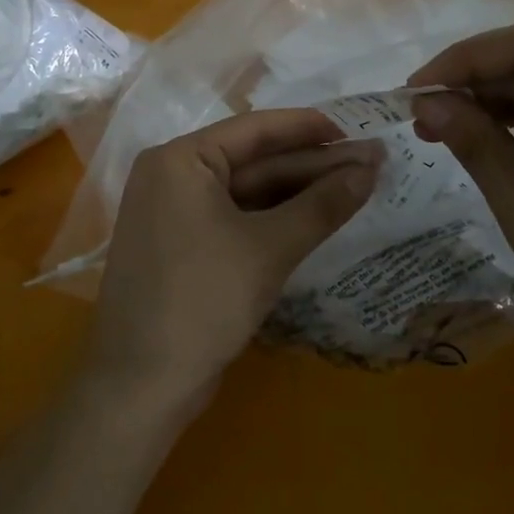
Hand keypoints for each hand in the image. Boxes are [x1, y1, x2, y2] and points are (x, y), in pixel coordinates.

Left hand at [87, 109, 380, 412]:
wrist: (141, 385)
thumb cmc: (202, 301)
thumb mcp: (269, 248)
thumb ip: (322, 205)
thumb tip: (371, 169)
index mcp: (180, 159)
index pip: (255, 129)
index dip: (309, 128)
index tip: (357, 131)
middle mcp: (173, 175)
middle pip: (254, 160)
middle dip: (313, 165)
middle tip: (372, 163)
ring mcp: (176, 212)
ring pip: (248, 191)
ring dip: (299, 192)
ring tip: (358, 187)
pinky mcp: (185, 245)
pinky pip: (236, 217)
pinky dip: (276, 218)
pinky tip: (318, 217)